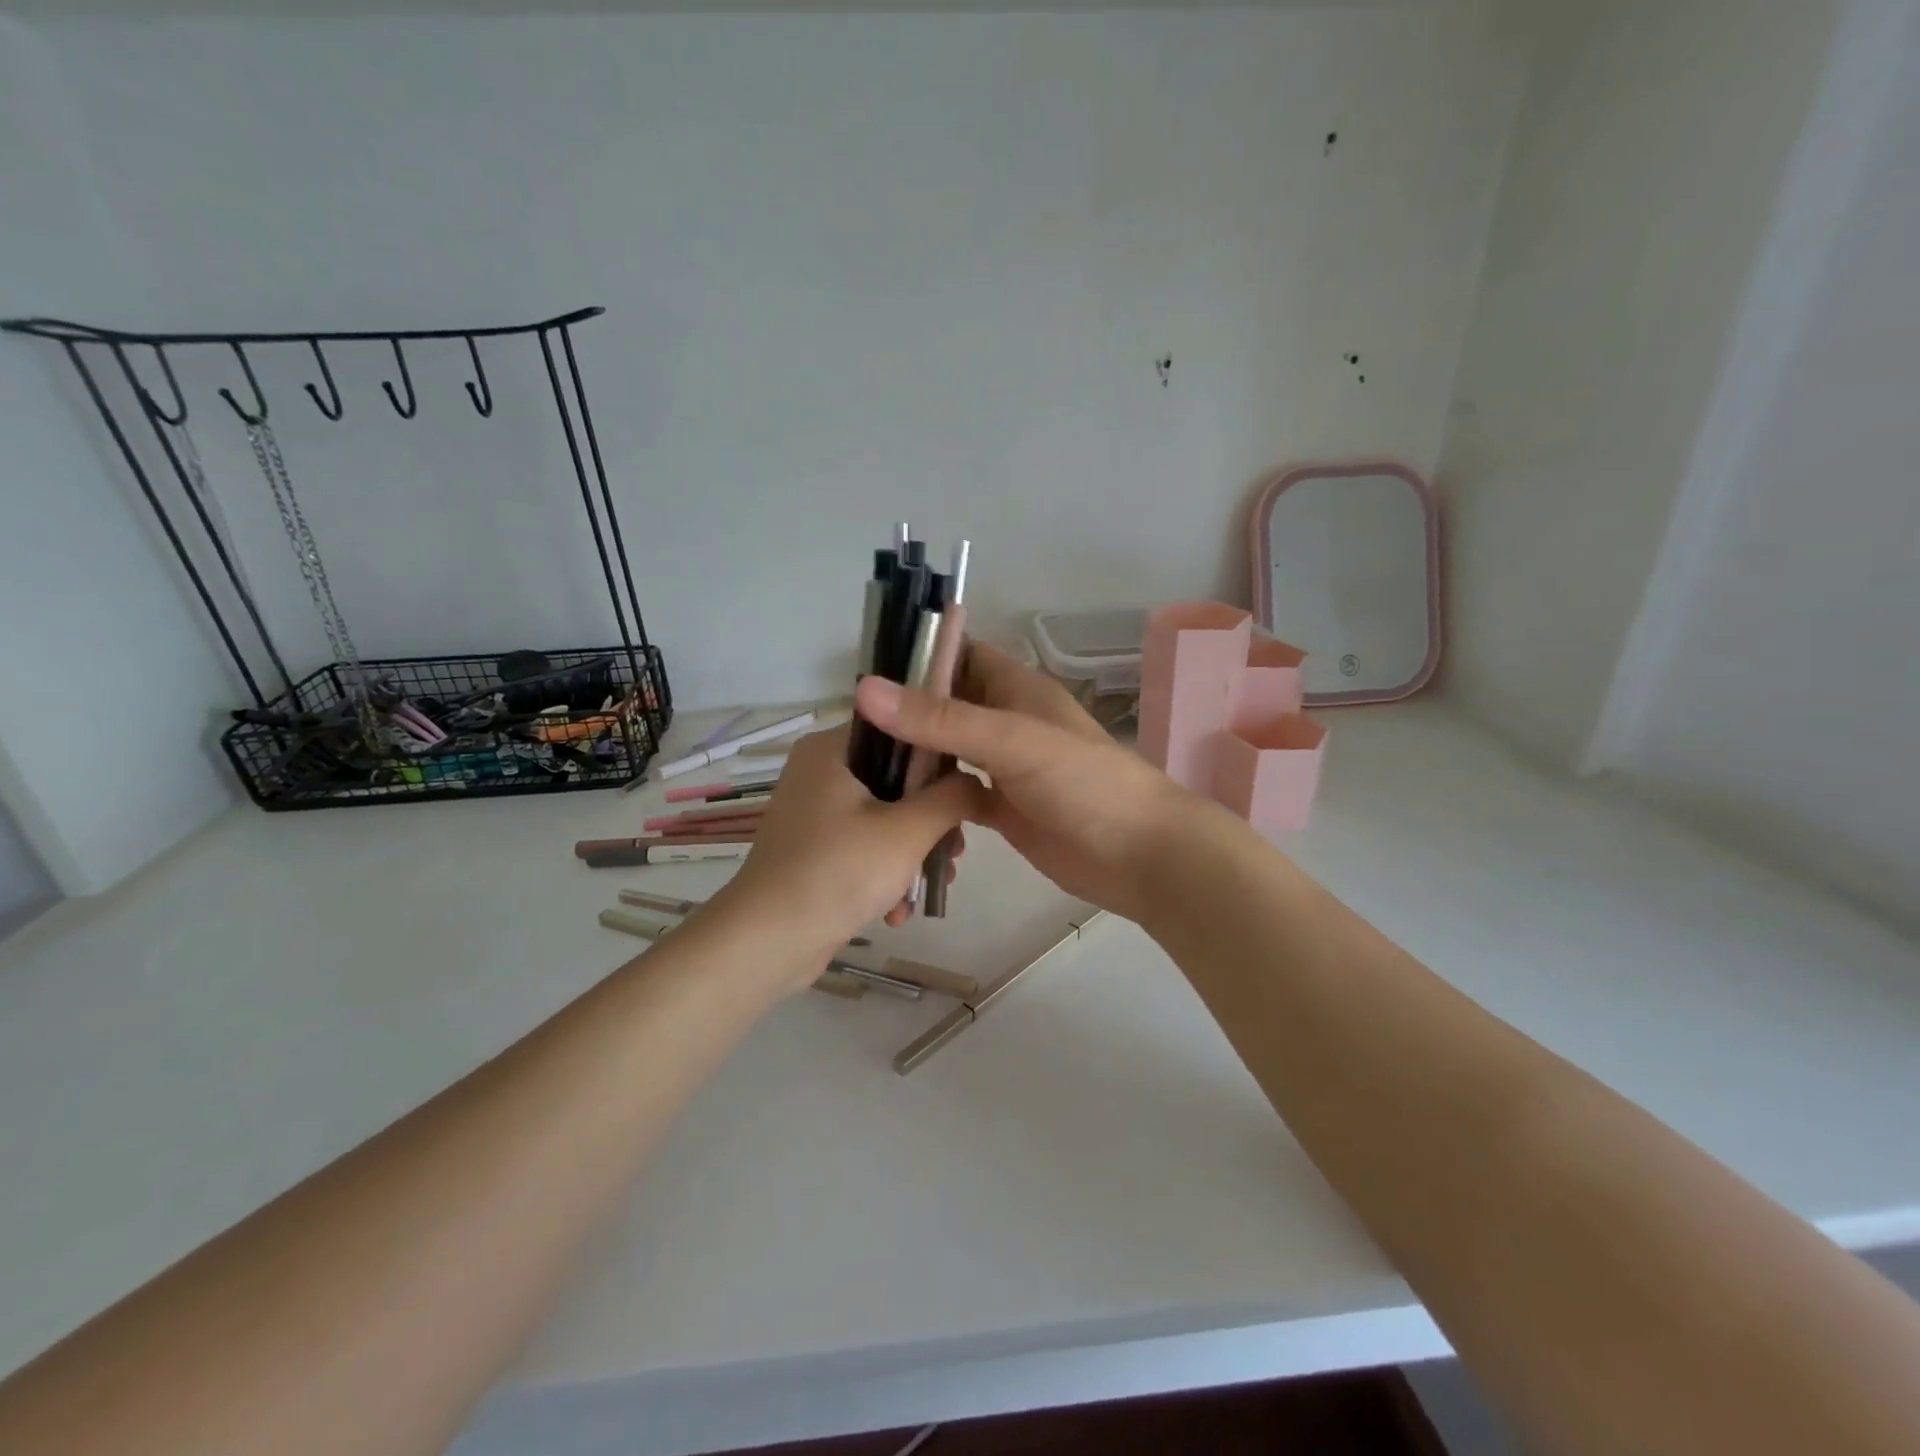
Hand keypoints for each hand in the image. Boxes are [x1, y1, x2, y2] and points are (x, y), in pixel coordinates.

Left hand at [710, 725, 983, 992]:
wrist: (766, 943)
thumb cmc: (838, 871)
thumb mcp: (908, 831)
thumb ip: (952, 797)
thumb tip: (978, 783)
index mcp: (831, 749)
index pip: (899, 730)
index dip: (940, 758)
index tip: (967, 793)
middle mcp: (820, 772)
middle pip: (897, 780)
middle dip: (931, 822)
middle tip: (954, 850)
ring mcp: (815, 813)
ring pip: (886, 818)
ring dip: (914, 854)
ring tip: (935, 884)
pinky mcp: (815, 849)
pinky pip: (864, 846)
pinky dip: (885, 874)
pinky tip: (899, 911)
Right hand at [853, 643, 1196, 922]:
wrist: (1140, 855)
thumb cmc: (1083, 783)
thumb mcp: (1011, 742)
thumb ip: (941, 718)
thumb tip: (865, 689)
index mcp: (1015, 690)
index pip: (961, 655)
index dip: (919, 657)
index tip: (866, 673)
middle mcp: (1006, 723)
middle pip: (947, 707)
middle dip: (906, 714)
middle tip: (850, 731)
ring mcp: (1004, 769)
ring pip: (948, 754)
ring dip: (915, 760)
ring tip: (860, 769)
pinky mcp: (1003, 810)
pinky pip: (957, 798)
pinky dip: (933, 803)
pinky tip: (900, 812)